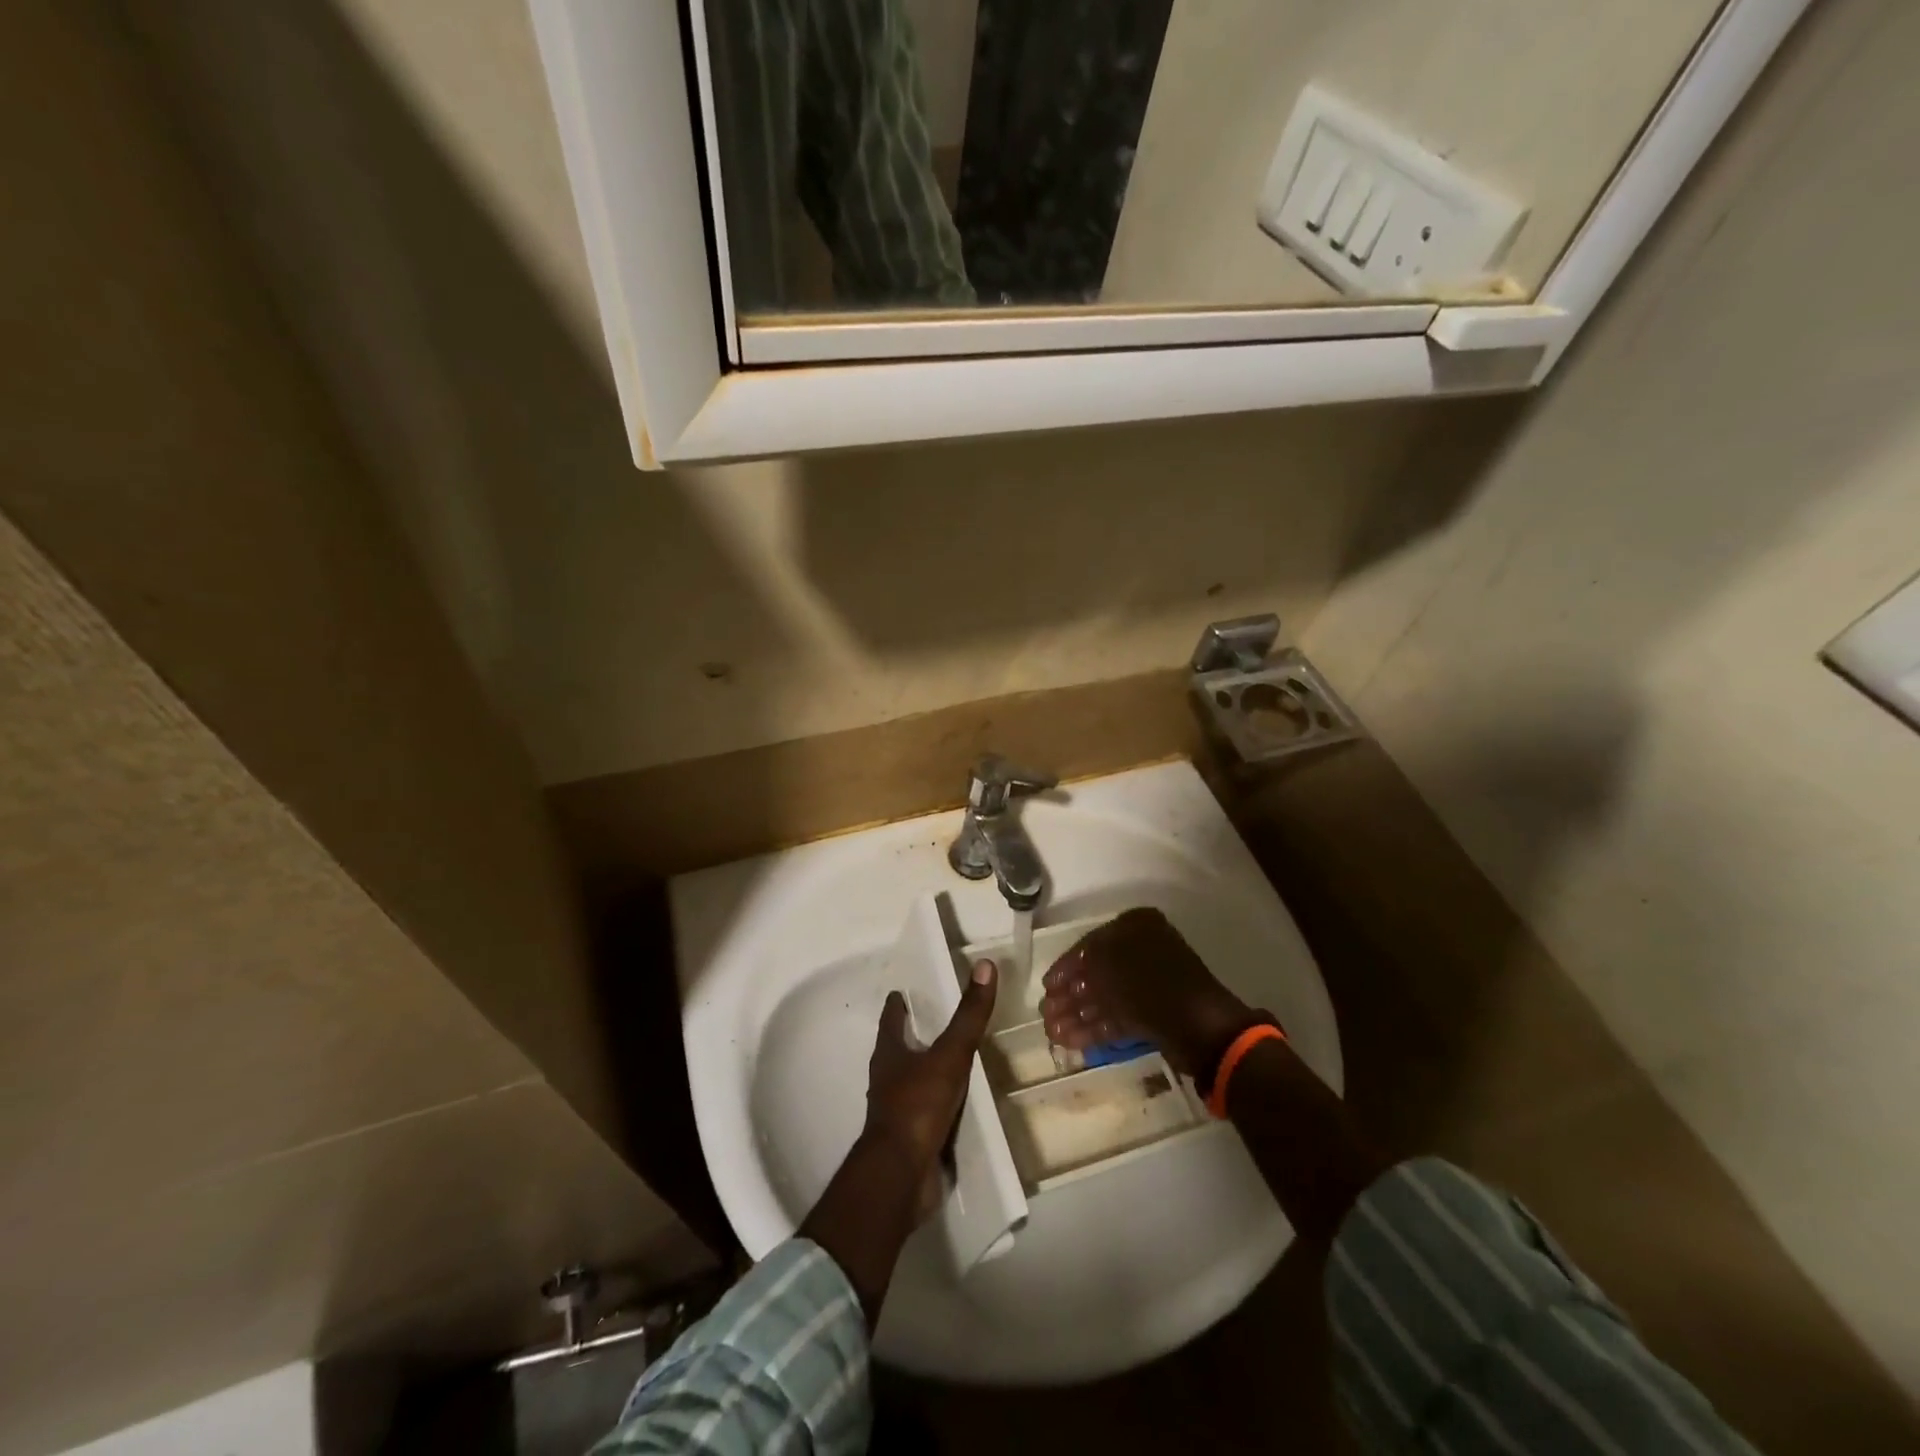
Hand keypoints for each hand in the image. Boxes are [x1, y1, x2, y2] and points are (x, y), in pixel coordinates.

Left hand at [863, 959, 996, 1216]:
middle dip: (912, 1037)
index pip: (891, 1019)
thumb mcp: (949, 1055)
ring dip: (926, 1071)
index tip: (903, 992)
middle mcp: (887, 1079)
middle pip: (897, 1050)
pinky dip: (938, 1105)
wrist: (900, 1176)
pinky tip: (956, 1106)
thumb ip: (968, 1016)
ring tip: (950, 1061)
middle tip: (934, 1022)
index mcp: (889, 1054)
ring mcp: (896, 1111)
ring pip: (911, 1082)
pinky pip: (926, 1114)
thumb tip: (984, 965)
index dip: (897, 1005)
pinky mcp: (910, 1139)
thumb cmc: (917, 1106)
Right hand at [1040, 907, 1255, 1077]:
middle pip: (1096, 973)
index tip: (1046, 985)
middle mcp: (1143, 951)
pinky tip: (1069, 1041)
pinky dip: (1094, 1029)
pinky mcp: (1154, 1016)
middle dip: (1069, 995)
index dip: (1065, 966)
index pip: (1090, 944)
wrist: (1199, 1026)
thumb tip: (1071, 975)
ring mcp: (1150, 986)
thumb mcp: (1107, 962)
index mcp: (1136, 928)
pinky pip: (1117, 1018)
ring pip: (1105, 998)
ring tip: (1051, 1032)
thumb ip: (1085, 961)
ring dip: (1077, 1015)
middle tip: (1045, 1012)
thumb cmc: (1149, 982)